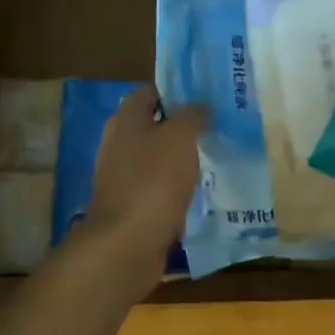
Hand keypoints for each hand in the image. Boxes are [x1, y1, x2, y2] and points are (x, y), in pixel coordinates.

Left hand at [79, 86, 206, 286]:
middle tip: (215, 127)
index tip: (205, 97)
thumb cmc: (153, 181)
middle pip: (152, 126)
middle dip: (182, 126)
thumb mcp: (180, 137)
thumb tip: (200, 106)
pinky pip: (158, 188)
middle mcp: (118, 145)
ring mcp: (122, 178)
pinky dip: (176, 188)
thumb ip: (192, 115)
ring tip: (213, 158)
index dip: (176, 91)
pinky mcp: (131, 206)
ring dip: (180, 159)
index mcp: (125, 121)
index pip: (149, 92)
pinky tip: (198, 192)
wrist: (127, 244)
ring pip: (157, 159)